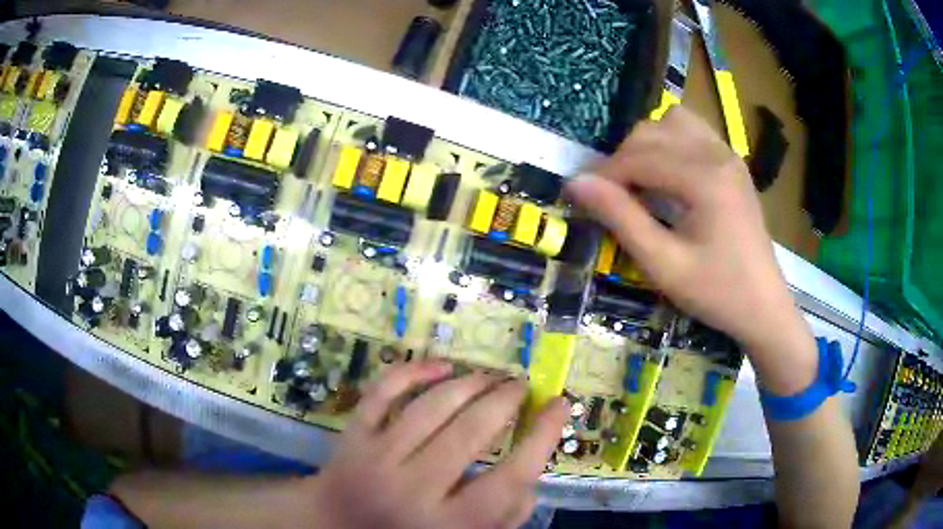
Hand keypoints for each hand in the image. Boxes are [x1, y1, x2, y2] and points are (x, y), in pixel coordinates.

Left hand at [308, 361, 568, 528]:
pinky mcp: (352, 435)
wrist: (336, 524)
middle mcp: (414, 489)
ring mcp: (377, 458)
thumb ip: (507, 514)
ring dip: (469, 382)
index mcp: (450, 524)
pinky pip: (383, 392)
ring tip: (490, 377)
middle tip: (521, 386)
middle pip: (471, 432)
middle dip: (505, 399)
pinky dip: (413, 371)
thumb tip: (533, 468)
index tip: (560, 404)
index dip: (543, 436)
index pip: (511, 477)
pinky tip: (441, 366)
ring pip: (431, 406)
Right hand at [566, 107, 814, 392]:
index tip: (580, 196)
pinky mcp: (733, 163)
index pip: (639, 157)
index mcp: (703, 178)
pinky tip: (669, 174)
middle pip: (652, 132)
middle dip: (623, 159)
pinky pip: (694, 131)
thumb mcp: (663, 264)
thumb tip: (577, 183)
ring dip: (647, 144)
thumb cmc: (716, 292)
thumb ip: (621, 218)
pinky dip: (671, 142)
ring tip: (640, 180)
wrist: (764, 306)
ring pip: (672, 122)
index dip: (604, 174)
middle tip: (611, 198)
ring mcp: (728, 154)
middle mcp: (716, 154)